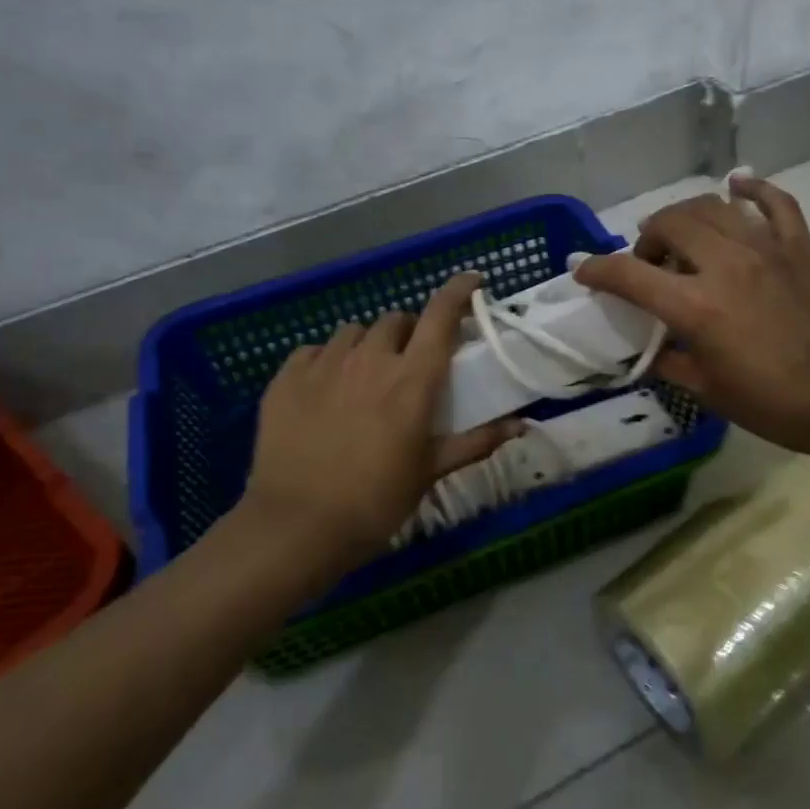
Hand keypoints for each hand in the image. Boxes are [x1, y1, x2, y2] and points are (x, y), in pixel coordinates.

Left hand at [241, 274, 519, 573]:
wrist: (297, 527)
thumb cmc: (376, 501)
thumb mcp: (431, 471)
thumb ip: (477, 441)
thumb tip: (522, 425)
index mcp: (412, 379)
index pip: (441, 315)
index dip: (459, 291)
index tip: (473, 281)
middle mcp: (370, 359)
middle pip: (396, 320)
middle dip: (409, 332)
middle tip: (410, 361)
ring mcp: (324, 365)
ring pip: (353, 332)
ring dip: (368, 344)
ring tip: (365, 375)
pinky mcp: (286, 379)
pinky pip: (313, 351)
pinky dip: (327, 360)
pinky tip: (326, 388)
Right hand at [574, 176, 809, 464]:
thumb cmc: (777, 406)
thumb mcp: (710, 393)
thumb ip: (671, 364)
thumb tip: (652, 349)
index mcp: (697, 308)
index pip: (630, 275)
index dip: (598, 271)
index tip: (584, 272)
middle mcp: (726, 265)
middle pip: (670, 224)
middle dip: (646, 238)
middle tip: (647, 262)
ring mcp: (768, 249)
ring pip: (713, 206)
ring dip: (685, 215)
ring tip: (681, 236)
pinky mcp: (801, 246)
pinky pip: (775, 202)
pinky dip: (752, 188)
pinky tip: (738, 186)